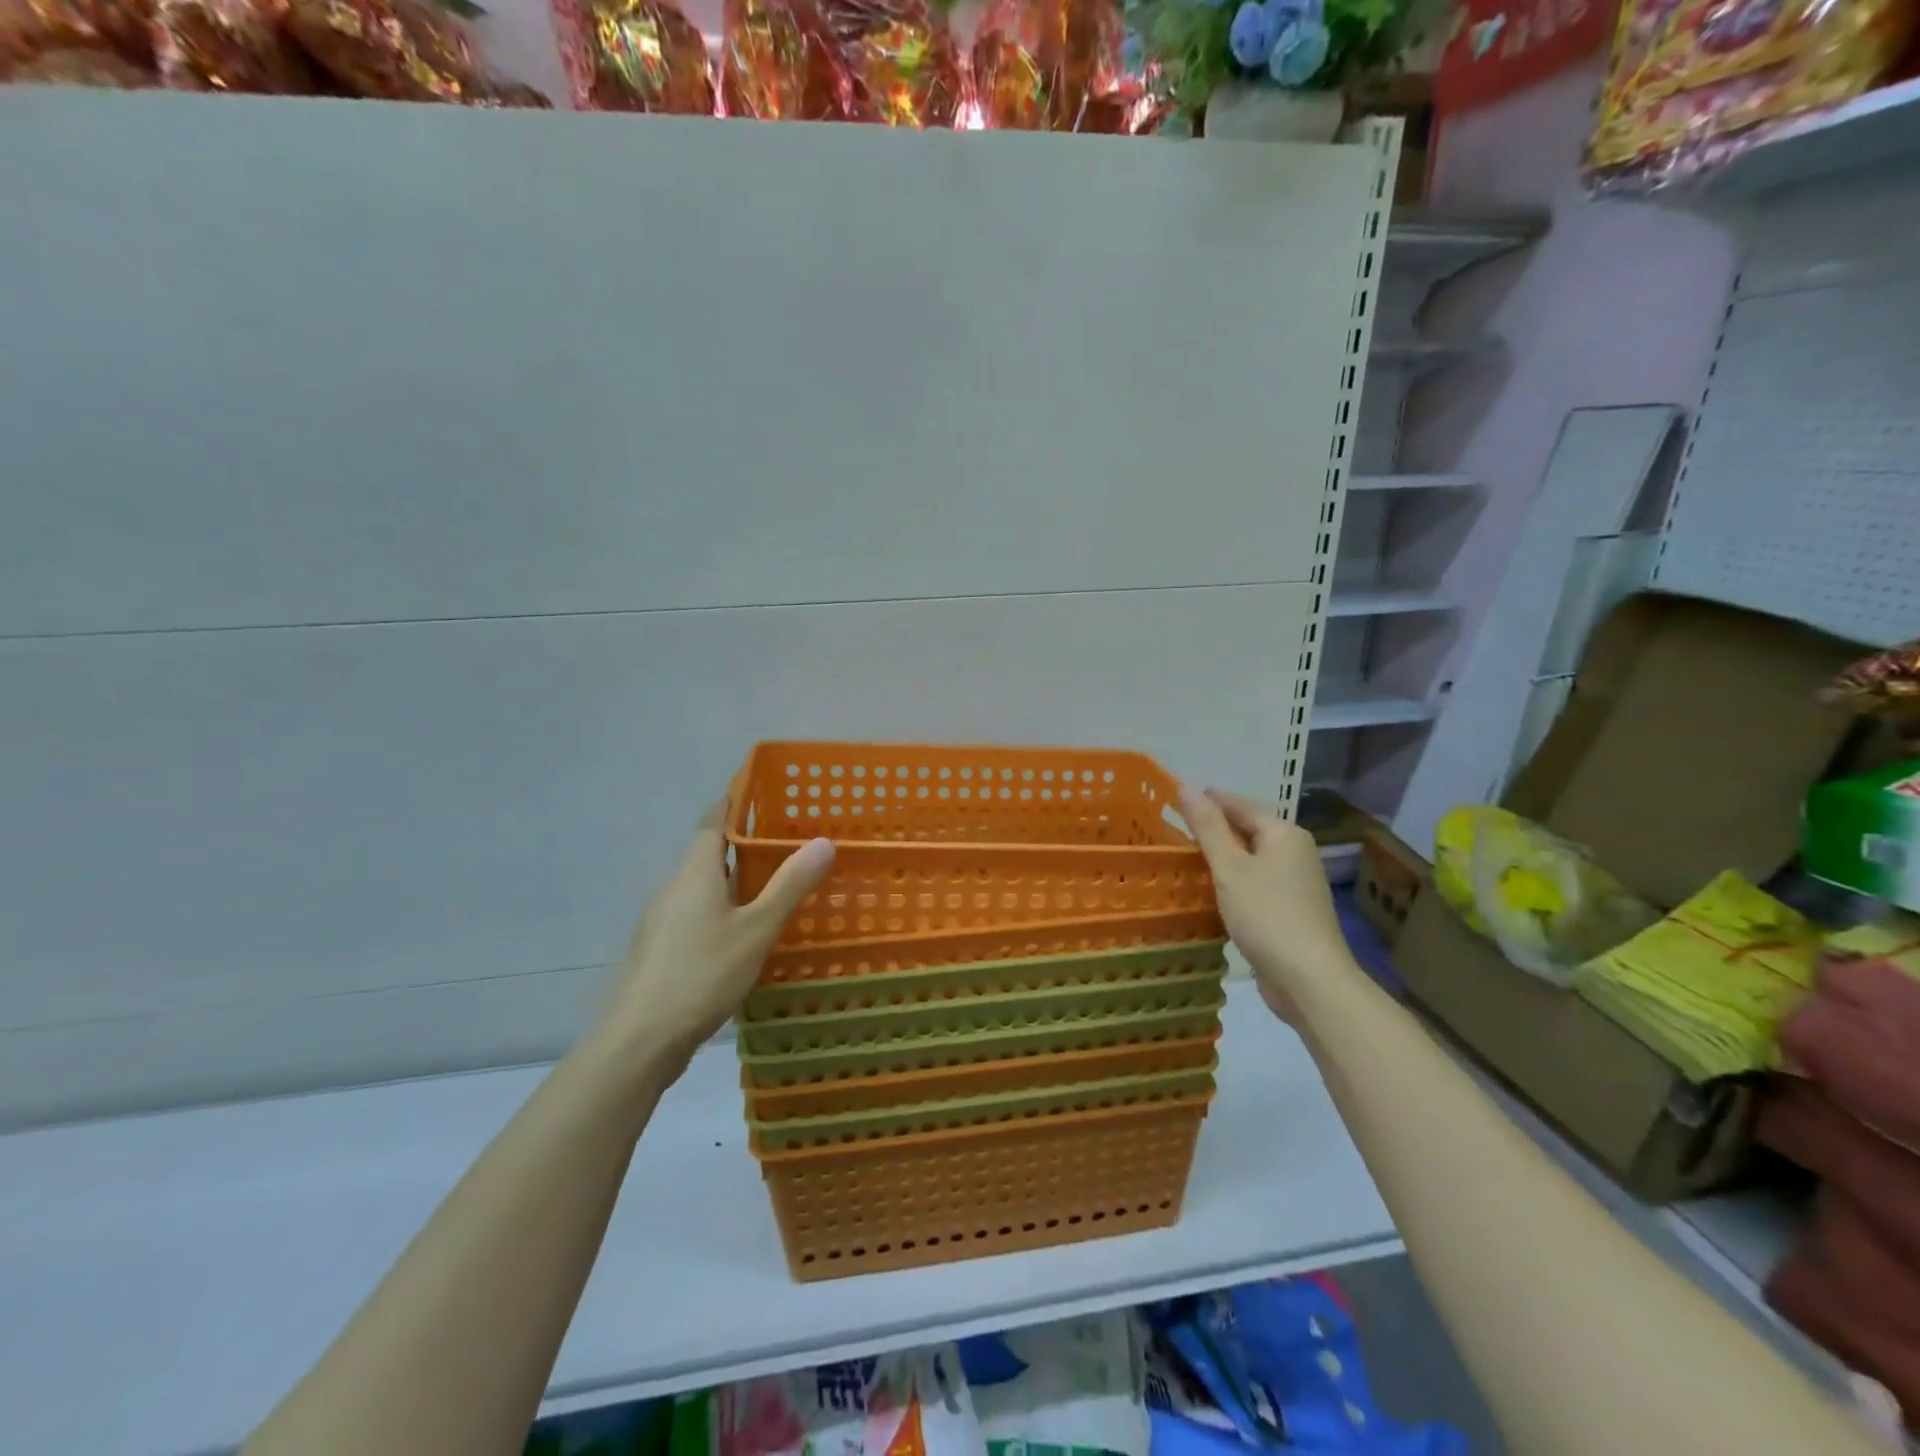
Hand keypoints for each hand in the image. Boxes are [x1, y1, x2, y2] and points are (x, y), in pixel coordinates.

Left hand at [602, 800, 834, 1068]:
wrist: (640, 1039)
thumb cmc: (702, 973)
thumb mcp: (757, 929)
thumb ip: (790, 885)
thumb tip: (824, 841)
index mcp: (695, 872)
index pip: (713, 821)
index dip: (734, 802)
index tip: (760, 789)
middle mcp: (673, 887)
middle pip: (707, 852)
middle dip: (741, 842)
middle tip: (784, 839)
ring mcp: (661, 920)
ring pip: (701, 886)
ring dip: (732, 879)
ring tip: (772, 883)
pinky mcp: (659, 948)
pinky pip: (695, 913)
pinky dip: (721, 908)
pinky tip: (743, 931)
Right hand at [1176, 786, 1353, 1021]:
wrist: (1309, 980)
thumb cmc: (1267, 915)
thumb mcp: (1230, 868)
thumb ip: (1207, 827)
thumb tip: (1186, 787)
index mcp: (1284, 834)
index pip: (1240, 805)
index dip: (1208, 801)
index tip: (1174, 799)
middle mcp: (1294, 852)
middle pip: (1248, 830)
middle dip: (1213, 829)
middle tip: (1173, 829)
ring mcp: (1295, 883)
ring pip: (1250, 858)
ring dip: (1221, 857)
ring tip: (1184, 858)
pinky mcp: (1289, 910)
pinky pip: (1255, 882)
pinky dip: (1232, 881)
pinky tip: (1209, 890)